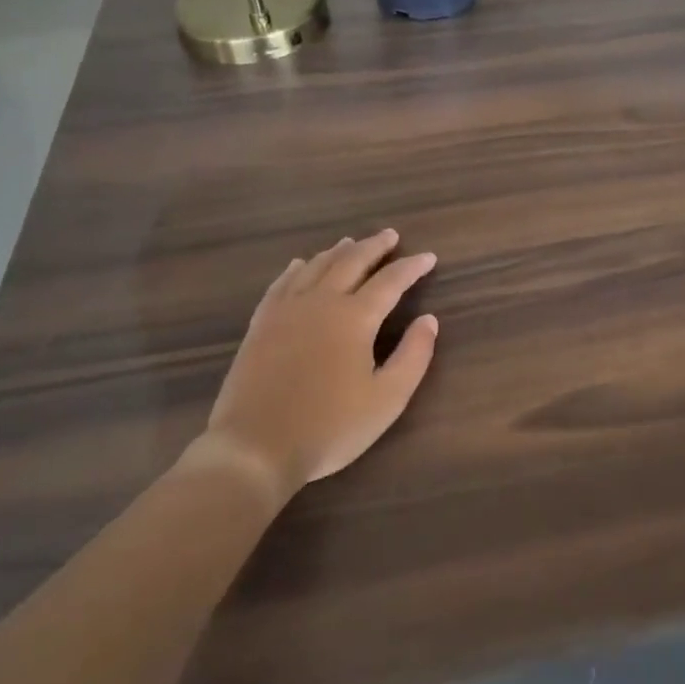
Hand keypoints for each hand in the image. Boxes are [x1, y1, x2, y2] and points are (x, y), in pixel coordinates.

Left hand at [182, 230, 438, 501]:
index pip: (390, 281)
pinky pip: (282, 283)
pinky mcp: (261, 324)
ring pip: (316, 266)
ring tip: (351, 242)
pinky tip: (301, 264)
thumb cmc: (329, 428)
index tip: (428, 257)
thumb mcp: (387, 399)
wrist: (255, 448)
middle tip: (390, 235)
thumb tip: (429, 320)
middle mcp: (321, 302)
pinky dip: (297, 268)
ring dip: (338, 251)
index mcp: (354, 318)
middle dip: (374, 246)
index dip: (411, 267)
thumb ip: (413, 356)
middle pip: (351, 261)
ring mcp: (286, 310)